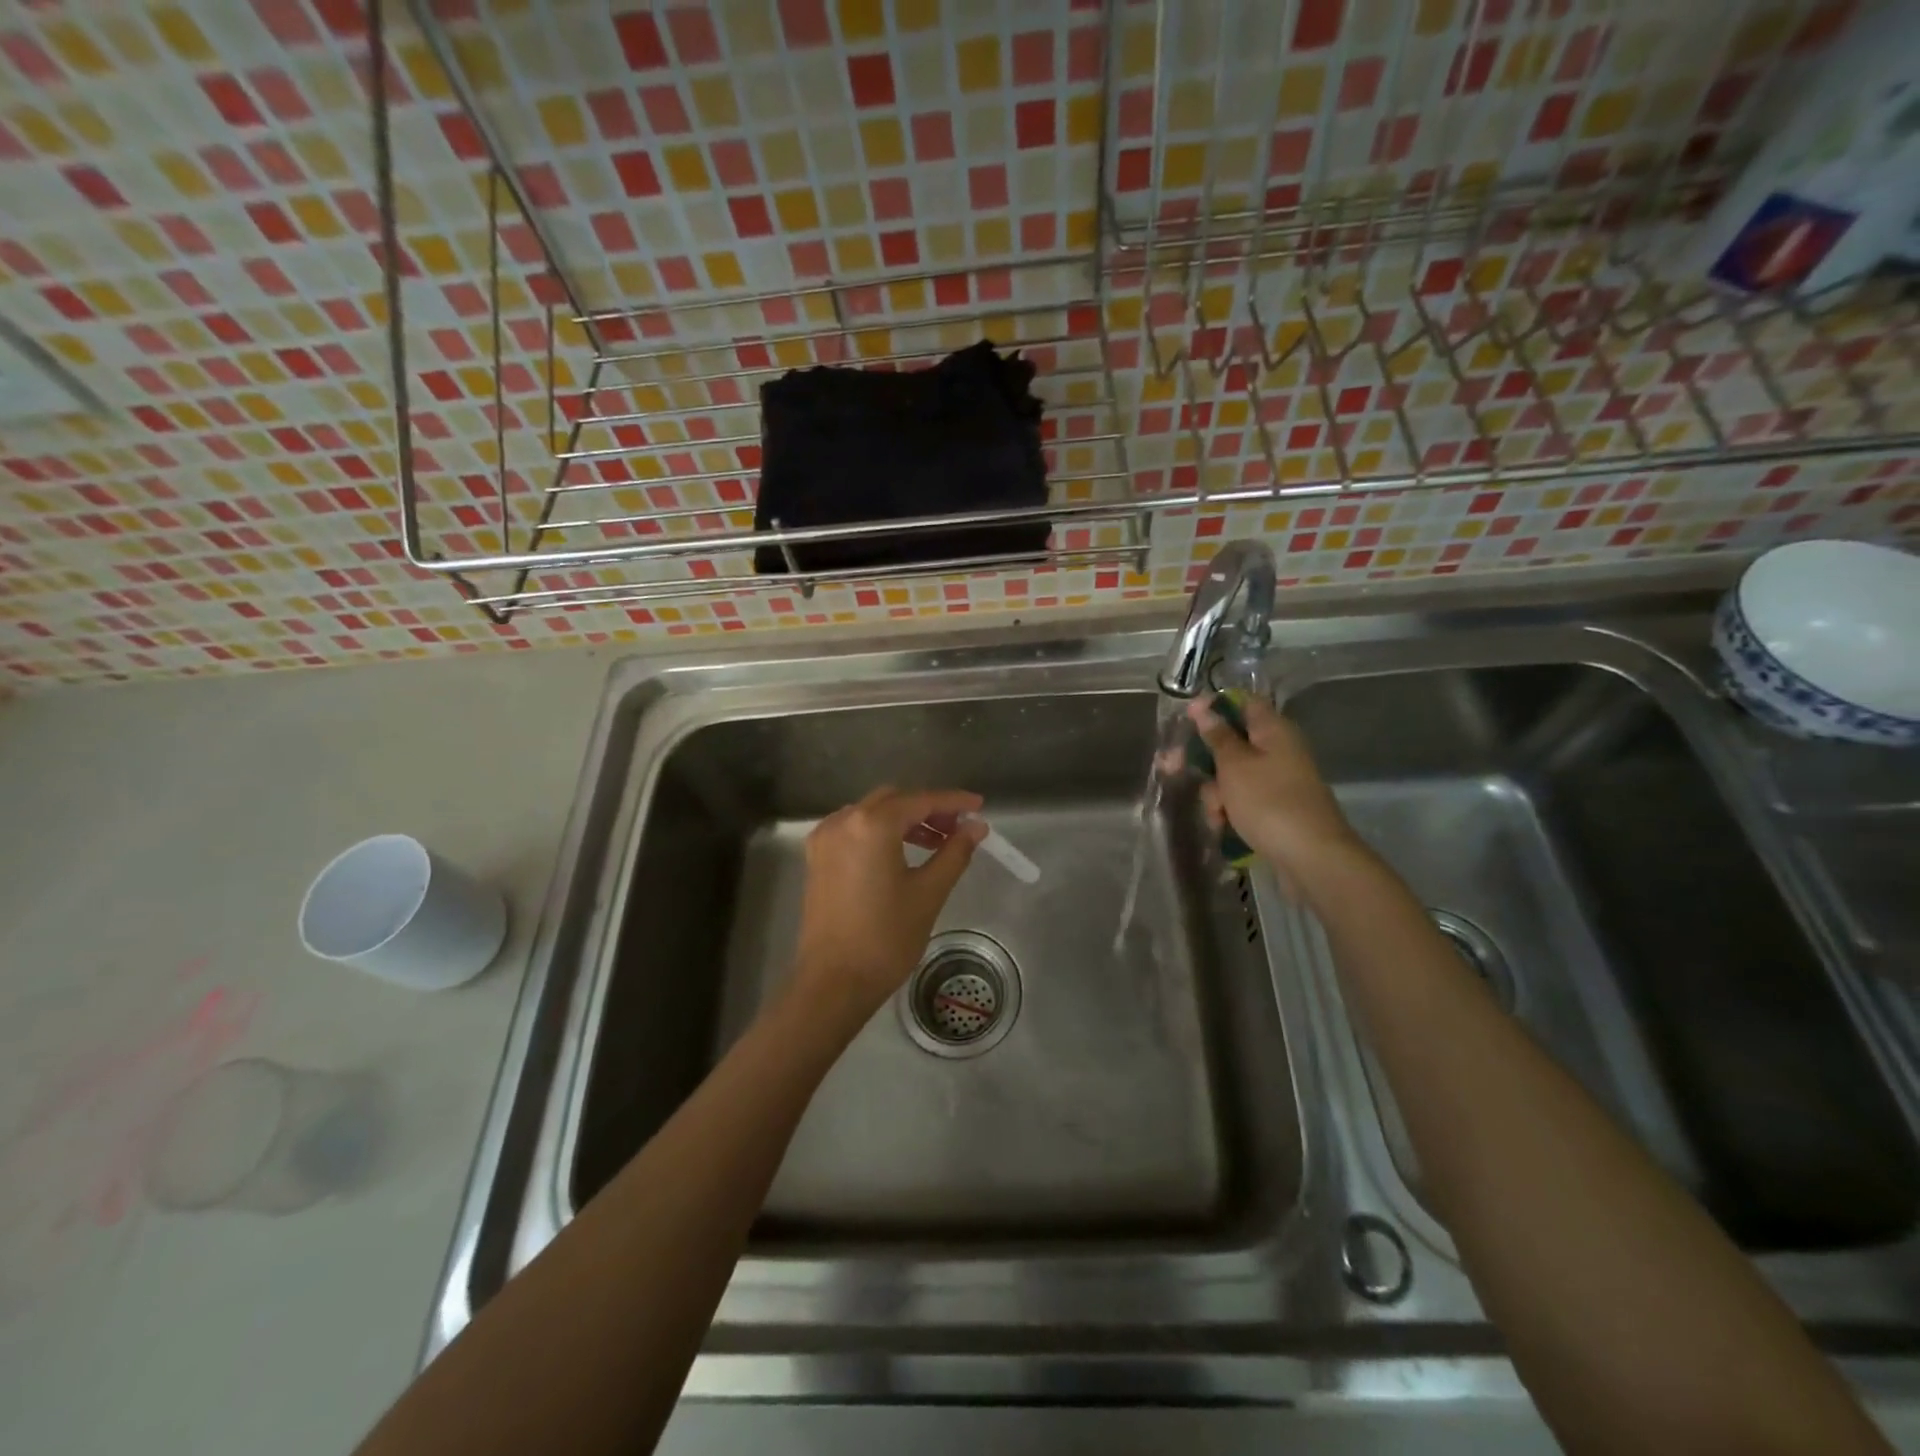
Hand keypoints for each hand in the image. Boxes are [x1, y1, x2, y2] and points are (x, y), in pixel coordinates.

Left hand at [790, 787, 986, 1024]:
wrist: (833, 982)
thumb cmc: (886, 938)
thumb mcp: (928, 892)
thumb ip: (954, 852)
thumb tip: (976, 827)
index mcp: (871, 825)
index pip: (920, 801)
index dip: (953, 801)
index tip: (978, 805)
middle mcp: (843, 821)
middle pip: (893, 800)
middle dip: (927, 809)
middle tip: (957, 827)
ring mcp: (825, 839)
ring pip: (871, 813)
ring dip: (903, 819)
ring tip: (934, 842)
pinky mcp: (817, 858)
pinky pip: (854, 829)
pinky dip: (879, 832)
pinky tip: (900, 852)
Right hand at [1187, 695, 1363, 886]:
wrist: (1310, 857)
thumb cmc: (1269, 802)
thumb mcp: (1235, 765)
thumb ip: (1217, 736)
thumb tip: (1205, 708)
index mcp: (1273, 731)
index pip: (1243, 703)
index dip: (1214, 706)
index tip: (1186, 717)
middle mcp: (1278, 751)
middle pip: (1231, 743)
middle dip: (1203, 760)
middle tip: (1170, 767)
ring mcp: (1277, 781)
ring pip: (1232, 776)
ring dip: (1216, 793)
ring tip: (1217, 814)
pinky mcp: (1275, 809)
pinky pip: (1243, 801)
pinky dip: (1230, 811)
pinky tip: (1223, 827)